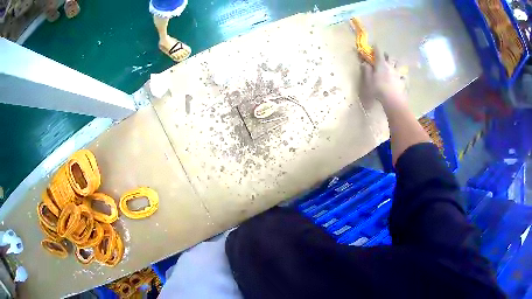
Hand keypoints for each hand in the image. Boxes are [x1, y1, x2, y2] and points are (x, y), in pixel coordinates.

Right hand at [360, 47, 406, 106]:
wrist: (393, 99)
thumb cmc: (378, 89)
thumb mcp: (368, 80)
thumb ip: (366, 70)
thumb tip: (364, 63)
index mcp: (381, 64)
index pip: (378, 52)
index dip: (376, 48)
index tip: (375, 44)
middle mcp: (390, 66)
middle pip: (390, 57)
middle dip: (387, 55)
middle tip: (385, 55)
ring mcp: (397, 74)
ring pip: (399, 65)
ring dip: (397, 63)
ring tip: (395, 63)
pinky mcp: (402, 81)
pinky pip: (404, 76)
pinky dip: (403, 75)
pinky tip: (403, 77)